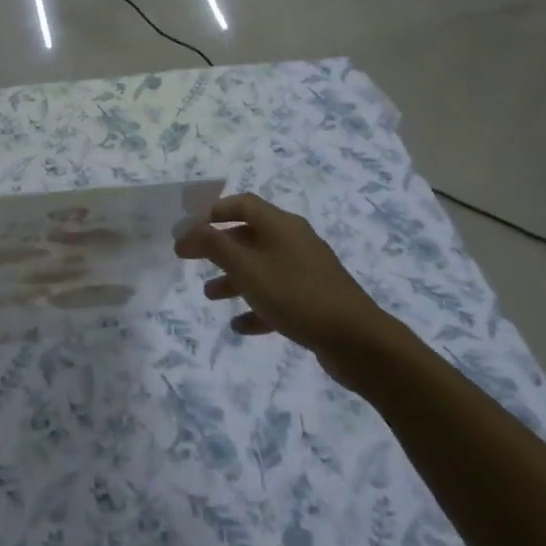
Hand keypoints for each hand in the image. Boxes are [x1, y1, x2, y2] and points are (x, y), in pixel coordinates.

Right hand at [174, 193, 400, 384]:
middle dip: (218, 248)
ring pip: (261, 268)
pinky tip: (239, 326)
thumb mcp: (247, 268)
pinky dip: (256, 307)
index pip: (243, 204)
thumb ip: (214, 246)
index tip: (187, 227)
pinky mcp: (314, 300)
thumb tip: (187, 229)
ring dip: (233, 279)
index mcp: (281, 225)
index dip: (213, 211)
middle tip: (189, 259)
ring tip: (209, 296)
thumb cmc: (296, 295)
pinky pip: (277, 296)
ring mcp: (306, 271)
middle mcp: (294, 242)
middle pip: (249, 235)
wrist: (358, 341)